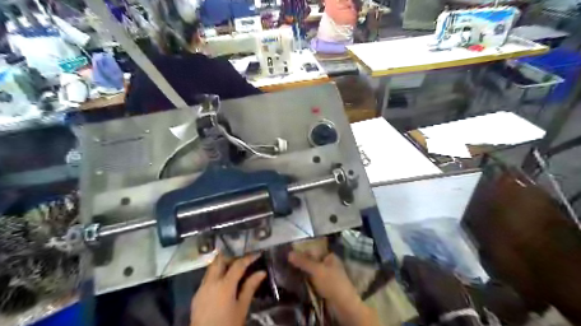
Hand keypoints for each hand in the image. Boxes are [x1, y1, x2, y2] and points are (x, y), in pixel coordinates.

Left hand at [191, 253, 264, 325]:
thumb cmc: (228, 325)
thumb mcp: (242, 307)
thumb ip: (250, 287)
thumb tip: (261, 273)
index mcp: (224, 285)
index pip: (238, 264)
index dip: (248, 257)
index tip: (257, 253)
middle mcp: (211, 282)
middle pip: (220, 260)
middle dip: (231, 256)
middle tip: (243, 258)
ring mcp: (202, 288)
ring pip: (211, 268)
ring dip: (223, 264)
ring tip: (235, 268)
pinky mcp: (197, 295)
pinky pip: (207, 278)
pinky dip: (216, 274)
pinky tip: (224, 281)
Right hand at [287, 251, 381, 325]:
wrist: (342, 304)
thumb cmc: (331, 283)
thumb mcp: (316, 270)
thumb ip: (303, 261)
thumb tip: (289, 253)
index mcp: (330, 257)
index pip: (315, 250)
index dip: (304, 250)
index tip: (291, 253)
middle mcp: (329, 265)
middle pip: (313, 261)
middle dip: (302, 262)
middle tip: (288, 262)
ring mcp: (327, 276)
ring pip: (312, 272)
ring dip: (303, 272)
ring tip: (289, 271)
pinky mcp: (325, 287)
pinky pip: (313, 281)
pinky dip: (306, 281)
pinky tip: (297, 281)